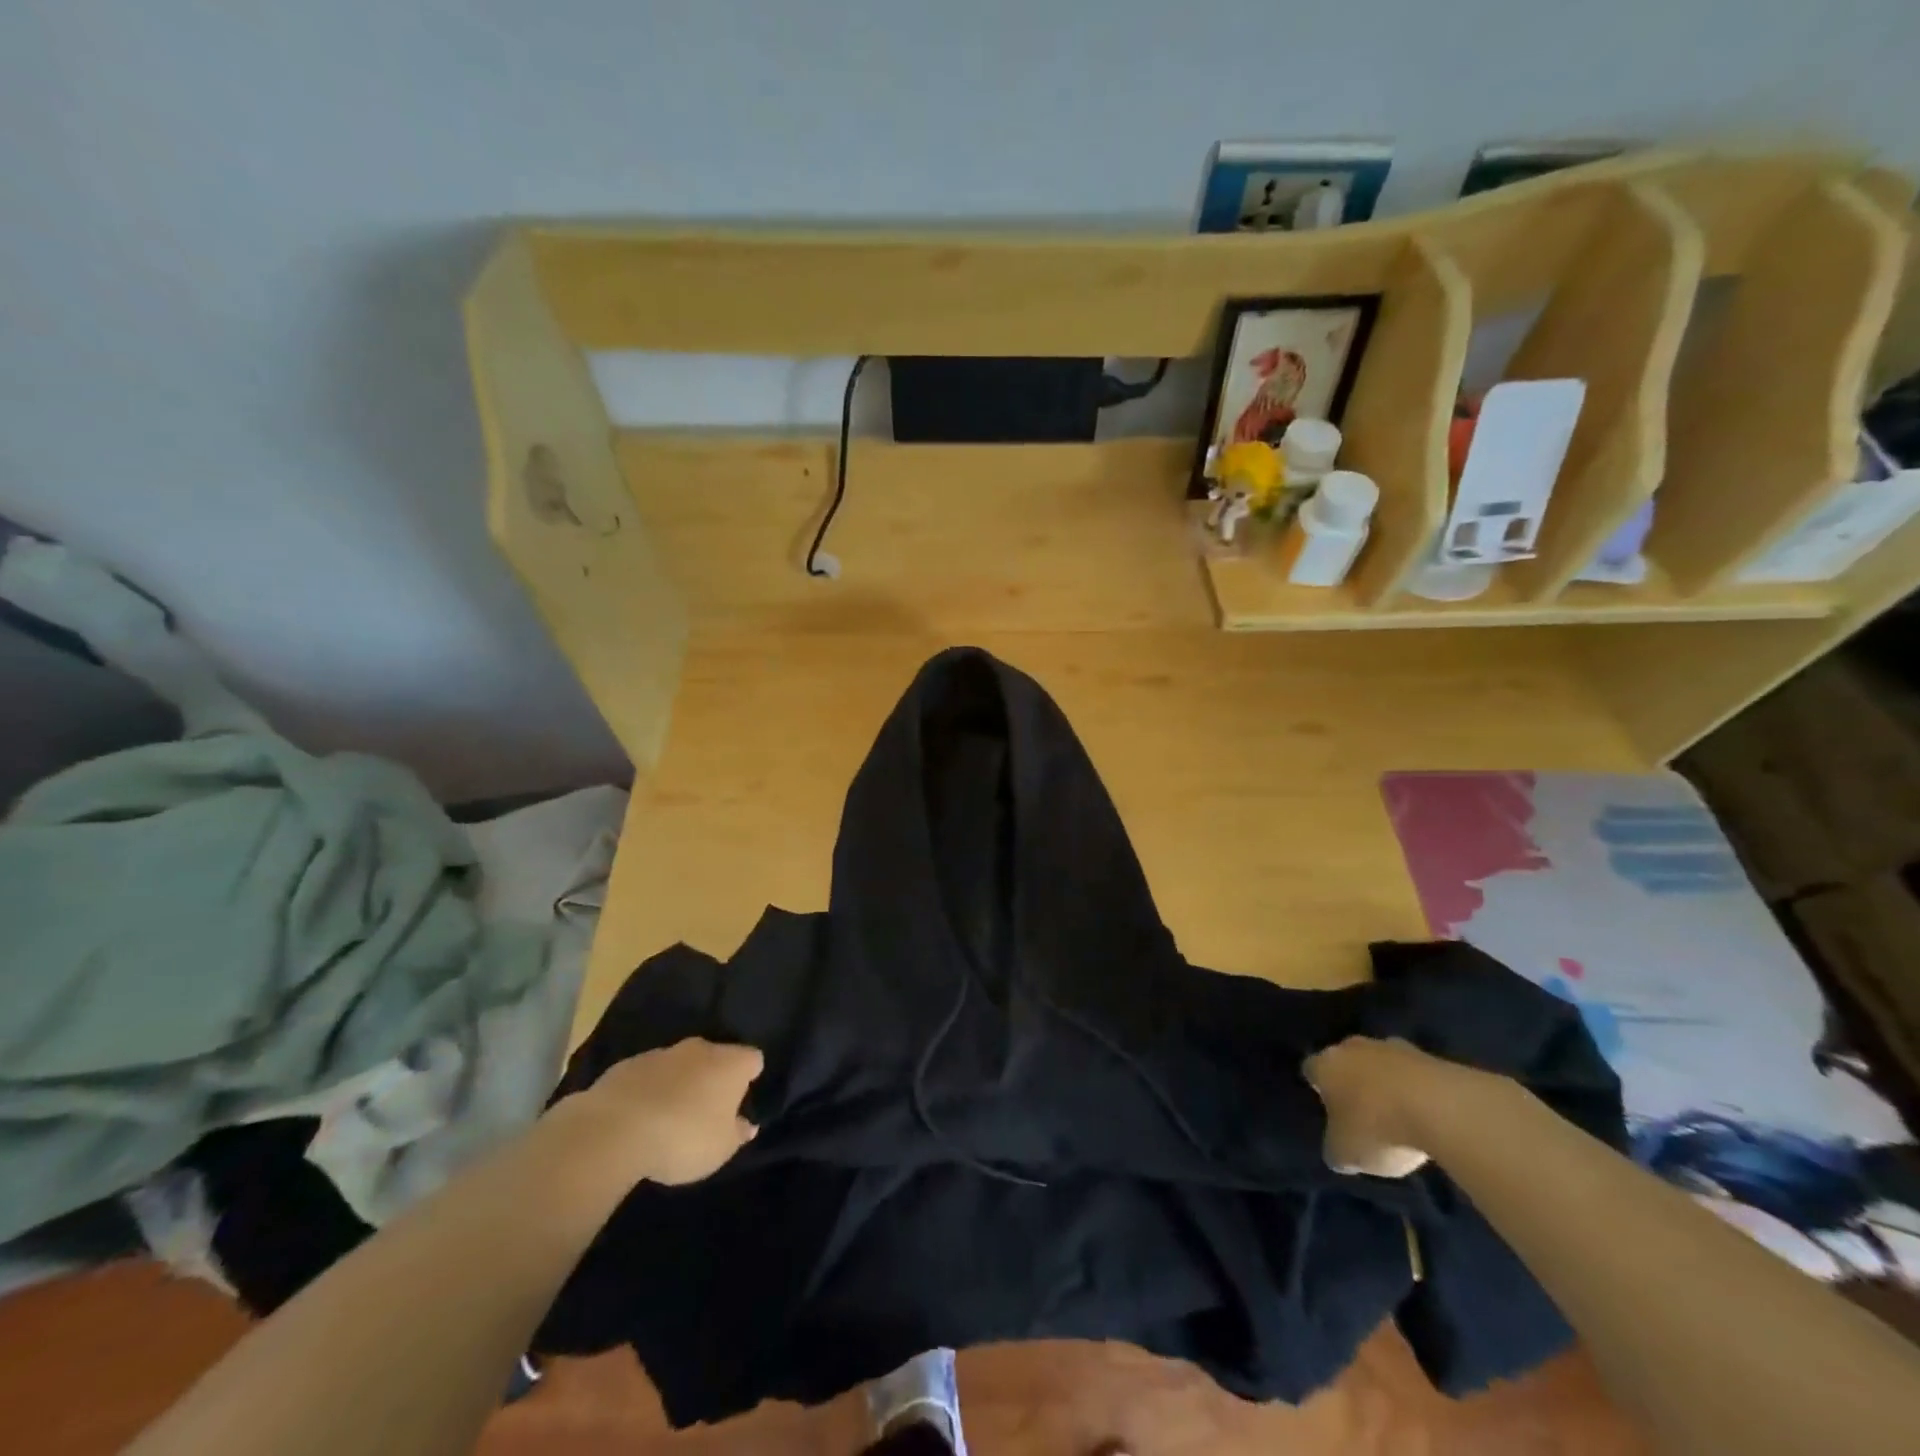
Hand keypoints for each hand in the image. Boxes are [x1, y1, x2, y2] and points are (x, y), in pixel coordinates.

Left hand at [549, 1039, 764, 1191]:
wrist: (614, 1129)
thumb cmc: (682, 1138)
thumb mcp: (720, 1149)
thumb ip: (737, 1134)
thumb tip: (747, 1124)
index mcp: (731, 1063)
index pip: (753, 1059)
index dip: (750, 1078)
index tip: (741, 1101)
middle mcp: (701, 1049)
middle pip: (715, 1057)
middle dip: (712, 1078)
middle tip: (706, 1111)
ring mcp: (662, 1053)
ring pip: (680, 1064)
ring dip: (679, 1083)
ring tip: (668, 1117)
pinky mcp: (627, 1065)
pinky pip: (648, 1075)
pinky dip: (648, 1090)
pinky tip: (639, 1117)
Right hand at [1303, 1036, 1445, 1177]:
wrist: (1442, 1109)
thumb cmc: (1378, 1128)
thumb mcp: (1347, 1154)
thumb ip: (1336, 1149)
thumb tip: (1338, 1150)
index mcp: (1325, 1065)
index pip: (1311, 1070)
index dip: (1318, 1089)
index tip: (1328, 1109)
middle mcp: (1352, 1047)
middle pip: (1347, 1061)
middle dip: (1353, 1082)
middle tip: (1363, 1112)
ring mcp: (1393, 1047)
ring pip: (1382, 1064)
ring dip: (1387, 1084)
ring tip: (1400, 1117)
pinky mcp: (1430, 1057)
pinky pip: (1415, 1074)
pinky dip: (1418, 1090)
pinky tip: (1428, 1116)